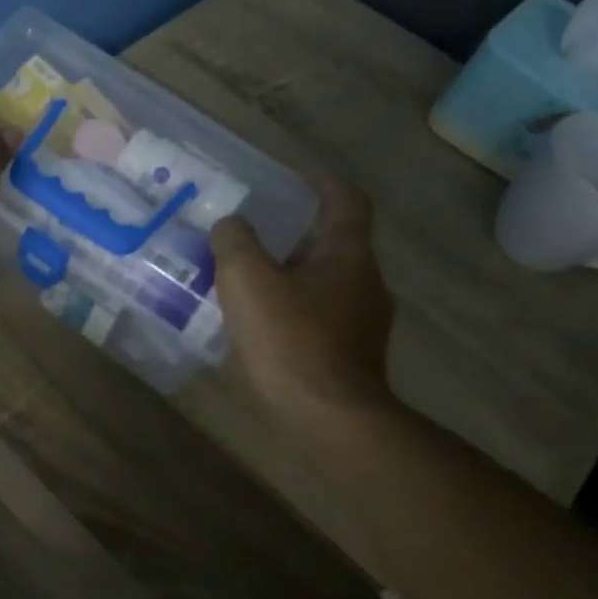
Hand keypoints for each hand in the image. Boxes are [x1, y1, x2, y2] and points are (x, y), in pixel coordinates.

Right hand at [210, 177, 396, 416]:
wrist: (328, 420)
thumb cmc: (290, 339)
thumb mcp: (246, 277)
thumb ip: (235, 240)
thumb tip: (231, 226)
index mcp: (347, 254)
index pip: (346, 200)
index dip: (322, 183)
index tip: (294, 178)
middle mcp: (366, 283)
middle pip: (333, 244)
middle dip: (294, 236)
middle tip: (252, 235)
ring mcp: (363, 324)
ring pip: (324, 284)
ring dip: (290, 276)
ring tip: (247, 282)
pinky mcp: (352, 357)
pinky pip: (319, 318)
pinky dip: (292, 312)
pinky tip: (259, 327)